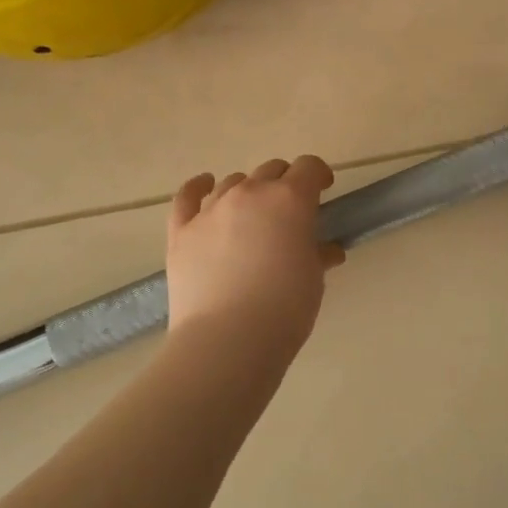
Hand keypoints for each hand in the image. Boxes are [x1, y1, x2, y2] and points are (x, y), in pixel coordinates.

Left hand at [165, 156, 343, 357]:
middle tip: (290, 211)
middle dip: (285, 183)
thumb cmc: (285, 309)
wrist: (227, 340)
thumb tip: (325, 250)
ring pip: (234, 182)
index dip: (319, 175)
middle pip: (271, 170)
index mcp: (290, 199)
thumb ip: (318, 254)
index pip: (308, 167)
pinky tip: (204, 185)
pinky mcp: (182, 230)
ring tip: (252, 215)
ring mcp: (212, 209)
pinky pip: (187, 196)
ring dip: (248, 191)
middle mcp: (250, 193)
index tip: (323, 190)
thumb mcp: (313, 279)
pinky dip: (197, 187)